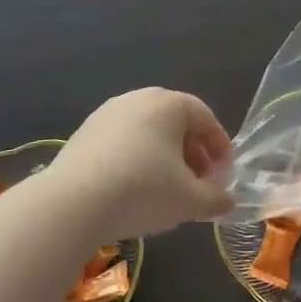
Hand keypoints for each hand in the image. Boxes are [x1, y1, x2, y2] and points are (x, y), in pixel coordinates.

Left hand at [49, 88, 234, 238]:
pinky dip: (137, 158)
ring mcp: (108, 113)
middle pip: (176, 122)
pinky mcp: (84, 132)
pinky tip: (133, 188)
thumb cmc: (143, 190)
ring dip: (164, 156)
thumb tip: (229, 202)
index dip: (220, 146)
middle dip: (193, 152)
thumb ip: (215, 199)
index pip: (205, 118)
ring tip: (167, 188)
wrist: (71, 203)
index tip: (224, 172)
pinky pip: (122, 141)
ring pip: (148, 131)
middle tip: (199, 181)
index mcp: (170, 104)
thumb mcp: (189, 201)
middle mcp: (139, 99)